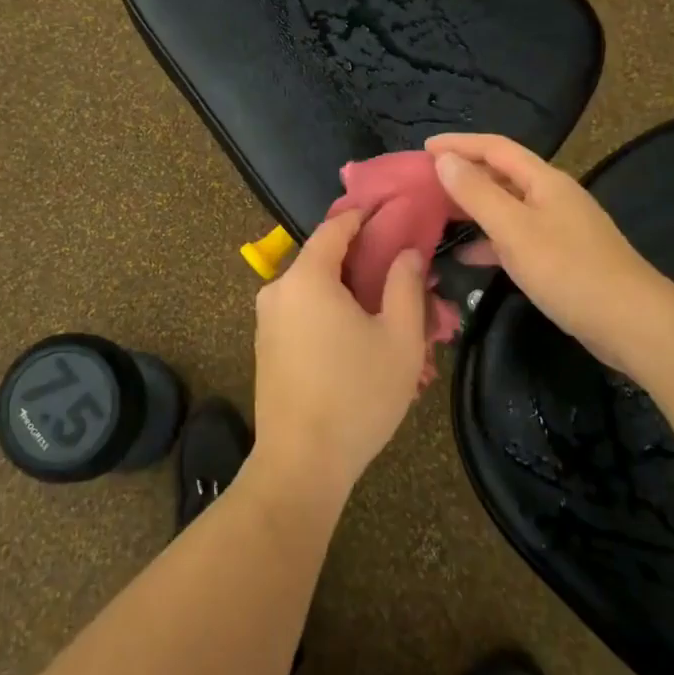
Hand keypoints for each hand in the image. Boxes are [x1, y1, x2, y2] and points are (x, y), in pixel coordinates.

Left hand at [250, 210, 428, 503]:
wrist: (301, 463)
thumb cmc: (357, 394)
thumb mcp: (399, 338)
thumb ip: (406, 286)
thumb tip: (407, 253)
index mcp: (306, 278)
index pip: (335, 229)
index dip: (363, 217)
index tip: (390, 211)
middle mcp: (278, 290)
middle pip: (323, 260)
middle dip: (362, 262)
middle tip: (401, 273)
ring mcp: (267, 321)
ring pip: (314, 291)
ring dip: (347, 293)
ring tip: (386, 312)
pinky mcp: (266, 348)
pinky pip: (302, 314)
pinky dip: (329, 314)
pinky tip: (357, 339)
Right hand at [427, 133, 663, 369]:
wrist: (631, 322)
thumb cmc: (569, 270)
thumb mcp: (514, 230)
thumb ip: (477, 194)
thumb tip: (444, 160)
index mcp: (544, 181)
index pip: (495, 148)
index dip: (459, 144)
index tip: (423, 148)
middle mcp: (552, 196)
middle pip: (502, 174)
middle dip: (464, 174)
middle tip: (425, 182)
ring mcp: (559, 227)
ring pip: (507, 207)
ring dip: (474, 207)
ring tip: (438, 215)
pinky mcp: (561, 257)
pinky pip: (516, 237)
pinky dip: (490, 241)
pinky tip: (467, 257)